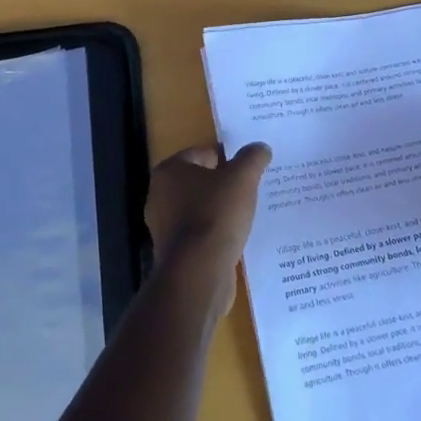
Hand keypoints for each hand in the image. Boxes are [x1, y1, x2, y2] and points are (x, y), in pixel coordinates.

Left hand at [143, 142, 271, 313]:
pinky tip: (236, 238)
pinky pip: (200, 234)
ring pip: (200, 209)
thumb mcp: (242, 178)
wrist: (198, 273)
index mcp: (169, 171)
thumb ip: (252, 158)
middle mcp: (160, 195)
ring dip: (221, 211)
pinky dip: (216, 234)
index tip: (250, 168)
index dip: (228, 157)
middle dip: (225, 185)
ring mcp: (164, 226)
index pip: (202, 153)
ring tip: (248, 214)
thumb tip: (261, 148)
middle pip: (200, 182)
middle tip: (252, 189)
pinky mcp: (174, 252)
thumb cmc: (216, 215)